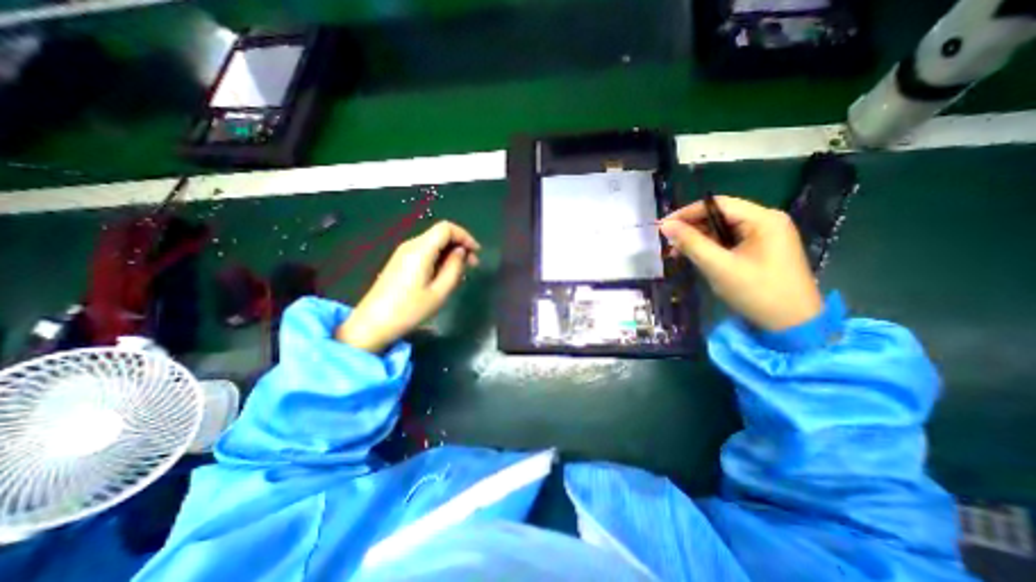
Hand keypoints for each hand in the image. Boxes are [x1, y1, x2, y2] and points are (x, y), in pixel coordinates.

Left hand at [339, 220, 483, 351]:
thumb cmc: (409, 310)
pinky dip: (439, 258)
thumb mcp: (439, 292)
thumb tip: (461, 252)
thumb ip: (454, 268)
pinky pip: (425, 252)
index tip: (477, 253)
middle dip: (459, 245)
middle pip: (440, 234)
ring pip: (433, 243)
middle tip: (472, 266)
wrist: (373, 323)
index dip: (465, 236)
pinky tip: (443, 276)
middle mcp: (410, 245)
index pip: (446, 228)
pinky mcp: (400, 261)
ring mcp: (403, 253)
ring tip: (459, 274)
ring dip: (450, 253)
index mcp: (420, 250)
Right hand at [658, 196, 821, 330]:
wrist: (794, 324)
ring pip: (723, 228)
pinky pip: (731, 240)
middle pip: (721, 215)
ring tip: (677, 252)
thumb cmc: (757, 293)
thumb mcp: (719, 267)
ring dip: (699, 238)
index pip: (718, 204)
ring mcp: (767, 235)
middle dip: (692, 227)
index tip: (663, 225)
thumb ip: (691, 243)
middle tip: (668, 242)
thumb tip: (665, 226)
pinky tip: (697, 257)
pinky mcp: (763, 249)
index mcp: (763, 219)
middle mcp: (767, 221)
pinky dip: (711, 247)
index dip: (687, 212)